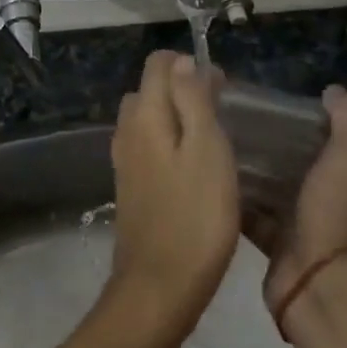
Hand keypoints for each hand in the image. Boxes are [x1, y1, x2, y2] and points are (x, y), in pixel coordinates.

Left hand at [107, 52, 239, 331]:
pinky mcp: (129, 186)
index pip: (157, 63)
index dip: (189, 64)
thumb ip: (192, 98)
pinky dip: (167, 142)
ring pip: (146, 118)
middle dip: (181, 88)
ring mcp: (124, 159)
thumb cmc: (195, 215)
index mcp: (144, 114)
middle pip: (149, 89)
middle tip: (221, 112)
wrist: (160, 285)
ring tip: (210, 139)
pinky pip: (146, 146)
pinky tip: (191, 169)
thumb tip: (183, 62)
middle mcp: (126, 129)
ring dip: (174, 116)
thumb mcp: (207, 148)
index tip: (222, 87)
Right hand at [243, 86, 346, 316]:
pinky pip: (258, 216)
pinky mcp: (280, 248)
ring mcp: (311, 234)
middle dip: (283, 153)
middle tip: (249, 126)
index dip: (322, 132)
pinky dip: (241, 200)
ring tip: (226, 145)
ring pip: (282, 194)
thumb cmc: (335, 216)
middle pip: (310, 173)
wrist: (313, 284)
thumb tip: (335, 90)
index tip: (289, 115)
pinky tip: (216, 176)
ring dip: (259, 176)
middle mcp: (343, 214)